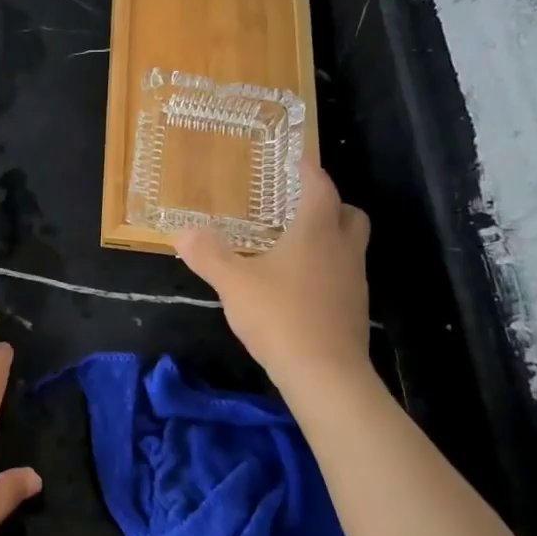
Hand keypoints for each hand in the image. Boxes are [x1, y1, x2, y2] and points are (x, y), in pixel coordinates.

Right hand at [176, 166, 373, 389]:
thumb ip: (208, 255)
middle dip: (330, 204)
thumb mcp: (234, 283)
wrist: (325, 374)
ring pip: (350, 246)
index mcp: (316, 232)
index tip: (298, 161)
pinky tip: (298, 286)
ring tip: (294, 246)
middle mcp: (343, 250)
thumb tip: (182, 232)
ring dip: (329, 238)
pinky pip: (344, 275)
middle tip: (300, 206)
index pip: (321, 188)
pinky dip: (326, 270)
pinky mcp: (354, 310)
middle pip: (349, 214)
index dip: (310, 171)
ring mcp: (354, 281)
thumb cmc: (280, 316)